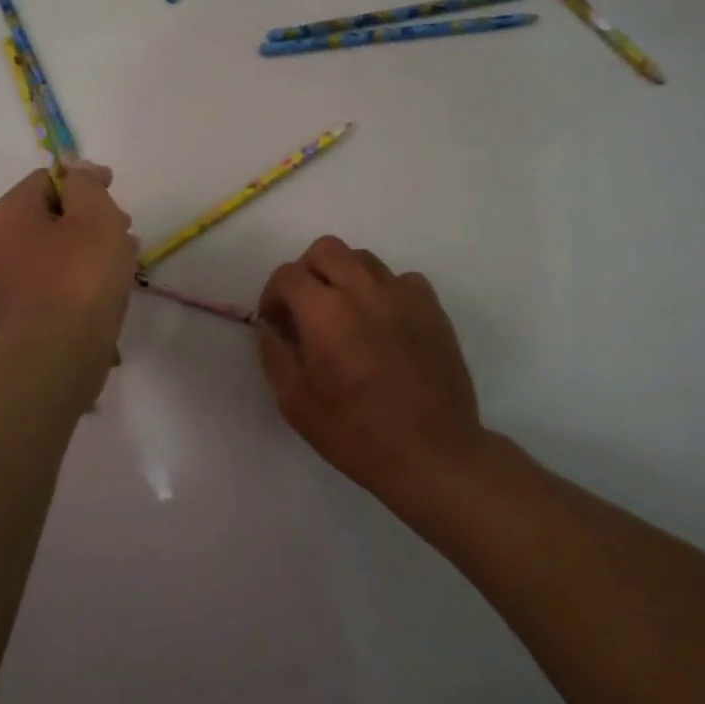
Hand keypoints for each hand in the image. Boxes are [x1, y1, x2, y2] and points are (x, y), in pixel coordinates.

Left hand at [0, 163, 136, 357]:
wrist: (57, 356)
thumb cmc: (79, 277)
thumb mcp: (94, 216)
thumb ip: (87, 185)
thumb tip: (79, 172)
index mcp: (8, 214)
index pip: (46, 179)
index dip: (84, 179)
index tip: (114, 191)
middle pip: (49, 216)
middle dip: (89, 217)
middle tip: (124, 229)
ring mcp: (4, 283)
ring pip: (53, 251)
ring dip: (87, 248)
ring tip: (123, 261)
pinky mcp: (19, 314)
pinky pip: (51, 282)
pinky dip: (77, 277)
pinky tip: (104, 290)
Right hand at [257, 236, 484, 495]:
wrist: (431, 454)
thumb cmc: (355, 433)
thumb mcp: (295, 403)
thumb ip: (275, 356)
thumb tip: (271, 329)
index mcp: (325, 312)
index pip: (287, 274)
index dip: (273, 295)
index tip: (277, 323)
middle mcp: (363, 291)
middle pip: (326, 250)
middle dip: (307, 272)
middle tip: (306, 308)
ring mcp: (403, 297)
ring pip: (364, 259)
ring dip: (344, 277)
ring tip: (345, 314)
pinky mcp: (433, 310)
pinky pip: (402, 280)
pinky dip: (384, 292)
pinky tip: (383, 324)